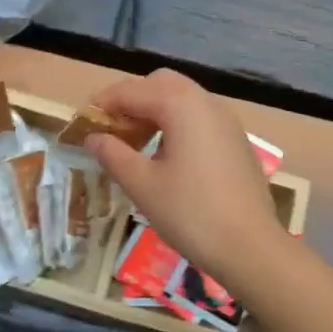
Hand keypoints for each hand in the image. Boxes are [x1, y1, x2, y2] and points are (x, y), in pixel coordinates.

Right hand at [83, 68, 285, 289]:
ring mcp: (226, 121)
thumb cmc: (191, 214)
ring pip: (183, 99)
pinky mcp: (236, 141)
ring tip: (133, 143)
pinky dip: (176, 123)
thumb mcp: (143, 186)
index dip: (103, 104)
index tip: (81, 123)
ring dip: (154, 111)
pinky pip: (199, 118)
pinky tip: (165, 156)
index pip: (132, 91)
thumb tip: (93, 138)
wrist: (251, 247)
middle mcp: (206, 103)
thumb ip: (114, 155)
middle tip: (110, 129)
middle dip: (132, 99)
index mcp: (181, 105)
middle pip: (161, 83)